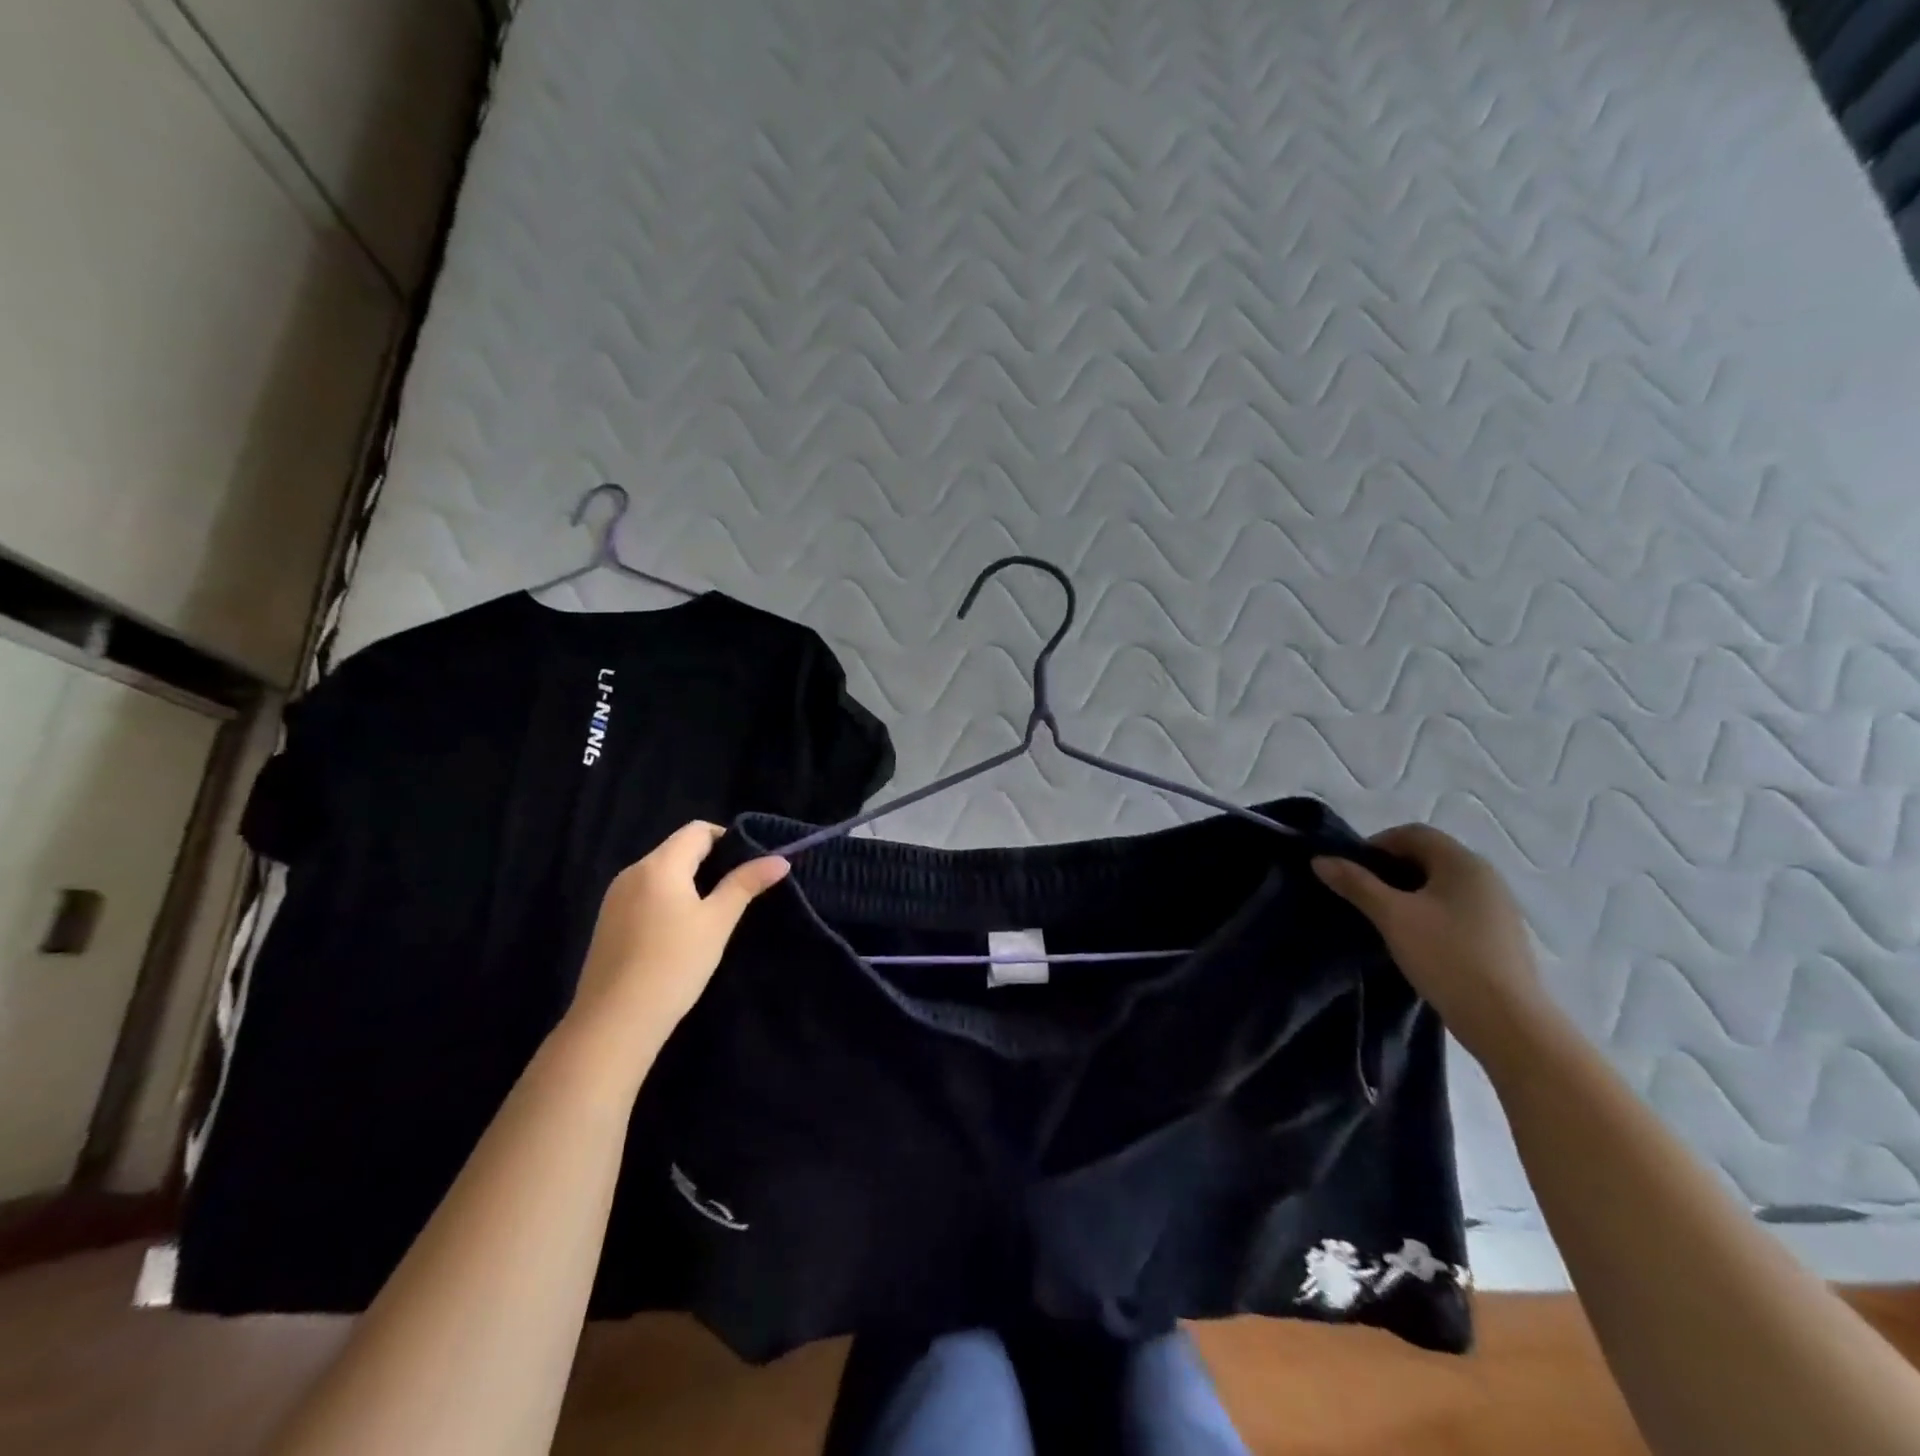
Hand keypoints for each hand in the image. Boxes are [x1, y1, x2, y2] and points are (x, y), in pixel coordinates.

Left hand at [569, 822, 789, 1049]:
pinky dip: (668, 900)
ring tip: (713, 914)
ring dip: (689, 882)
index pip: (697, 830)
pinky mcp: (608, 923)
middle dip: (710, 862)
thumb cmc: (674, 964)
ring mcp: (615, 898)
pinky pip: (645, 895)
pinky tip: (680, 933)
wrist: (615, 1023)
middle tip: (738, 891)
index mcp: (659, 865)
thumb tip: (780, 859)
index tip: (749, 866)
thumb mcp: (718, 922)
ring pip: (661, 874)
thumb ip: (746, 884)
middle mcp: (632, 872)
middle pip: (678, 849)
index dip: (727, 839)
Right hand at [1313, 824, 1550, 1063]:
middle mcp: (1485, 876)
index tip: (1352, 872)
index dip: (1377, 844)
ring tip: (1386, 920)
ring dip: (1409, 892)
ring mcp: (1498, 907)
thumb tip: (1320, 860)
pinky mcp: (1500, 935)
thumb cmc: (1447, 957)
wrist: (1508, 1022)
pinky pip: (1457, 908)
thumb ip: (1355, 884)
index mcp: (1462, 862)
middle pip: (1428, 856)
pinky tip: (1417, 941)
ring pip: (1442, 885)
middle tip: (1363, 896)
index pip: (1413, 833)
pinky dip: (1431, 913)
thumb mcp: (1392, 917)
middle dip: (1390, 870)